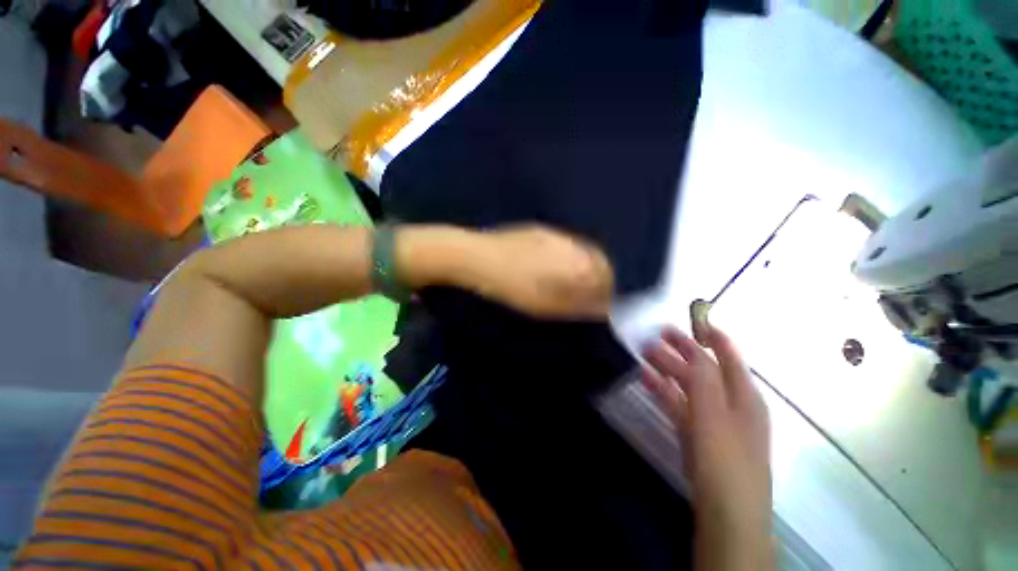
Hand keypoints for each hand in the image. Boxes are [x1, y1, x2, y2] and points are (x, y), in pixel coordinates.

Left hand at [464, 225, 614, 318]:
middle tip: (584, 296)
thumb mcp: (547, 306)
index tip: (598, 306)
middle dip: (597, 278)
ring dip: (581, 267)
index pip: (607, 277)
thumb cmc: (514, 288)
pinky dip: (565, 257)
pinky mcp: (538, 230)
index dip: (606, 293)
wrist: (478, 258)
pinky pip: (563, 244)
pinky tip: (548, 266)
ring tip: (567, 283)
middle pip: (598, 261)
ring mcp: (555, 234)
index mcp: (578, 263)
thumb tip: (600, 309)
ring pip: (580, 251)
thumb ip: (578, 306)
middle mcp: (572, 244)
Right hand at [642, 325, 771, 569]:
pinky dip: (664, 389)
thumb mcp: (714, 412)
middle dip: (680, 350)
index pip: (729, 355)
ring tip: (644, 353)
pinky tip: (646, 379)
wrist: (726, 512)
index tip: (689, 319)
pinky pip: (679, 403)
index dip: (711, 335)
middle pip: (703, 368)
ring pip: (688, 385)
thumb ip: (703, 377)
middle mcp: (731, 403)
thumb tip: (693, 346)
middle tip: (654, 336)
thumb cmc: (725, 458)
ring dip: (667, 368)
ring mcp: (712, 419)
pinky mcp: (697, 434)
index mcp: (744, 395)